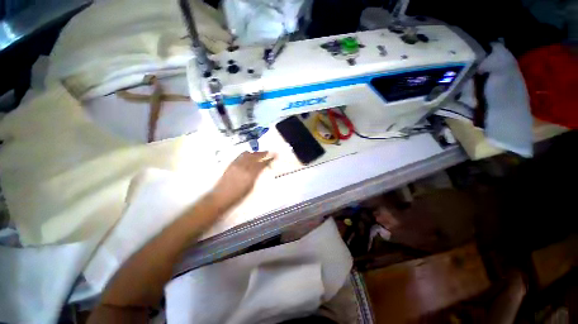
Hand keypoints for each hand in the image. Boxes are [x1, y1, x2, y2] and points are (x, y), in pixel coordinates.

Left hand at [212, 151, 273, 206]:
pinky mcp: (230, 164)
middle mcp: (243, 166)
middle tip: (268, 152)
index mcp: (250, 174)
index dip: (269, 159)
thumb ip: (256, 176)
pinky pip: (240, 156)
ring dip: (254, 153)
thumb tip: (261, 169)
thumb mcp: (251, 187)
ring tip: (258, 153)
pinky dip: (246, 154)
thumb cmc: (237, 196)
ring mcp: (236, 164)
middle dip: (262, 153)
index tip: (274, 155)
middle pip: (255, 156)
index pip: (262, 163)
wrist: (220, 197)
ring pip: (247, 154)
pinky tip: (248, 155)